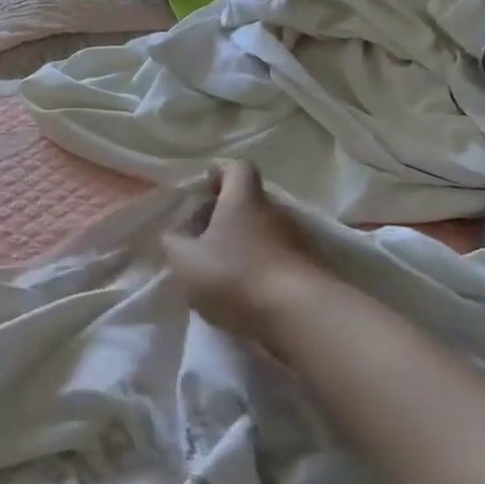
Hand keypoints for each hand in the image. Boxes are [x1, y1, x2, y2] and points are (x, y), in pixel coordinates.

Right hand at [162, 162, 330, 357]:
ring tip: (222, 272)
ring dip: (244, 245)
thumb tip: (175, 234)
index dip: (219, 176)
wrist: (299, 315)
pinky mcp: (311, 268)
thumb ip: (173, 242)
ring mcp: (298, 240)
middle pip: (249, 202)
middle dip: (225, 217)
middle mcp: (275, 211)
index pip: (237, 168)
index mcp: (243, 199)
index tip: (202, 195)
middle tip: (202, 240)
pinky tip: (246, 293)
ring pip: (264, 232)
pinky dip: (262, 268)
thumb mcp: (185, 260)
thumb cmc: (235, 275)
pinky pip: (279, 258)